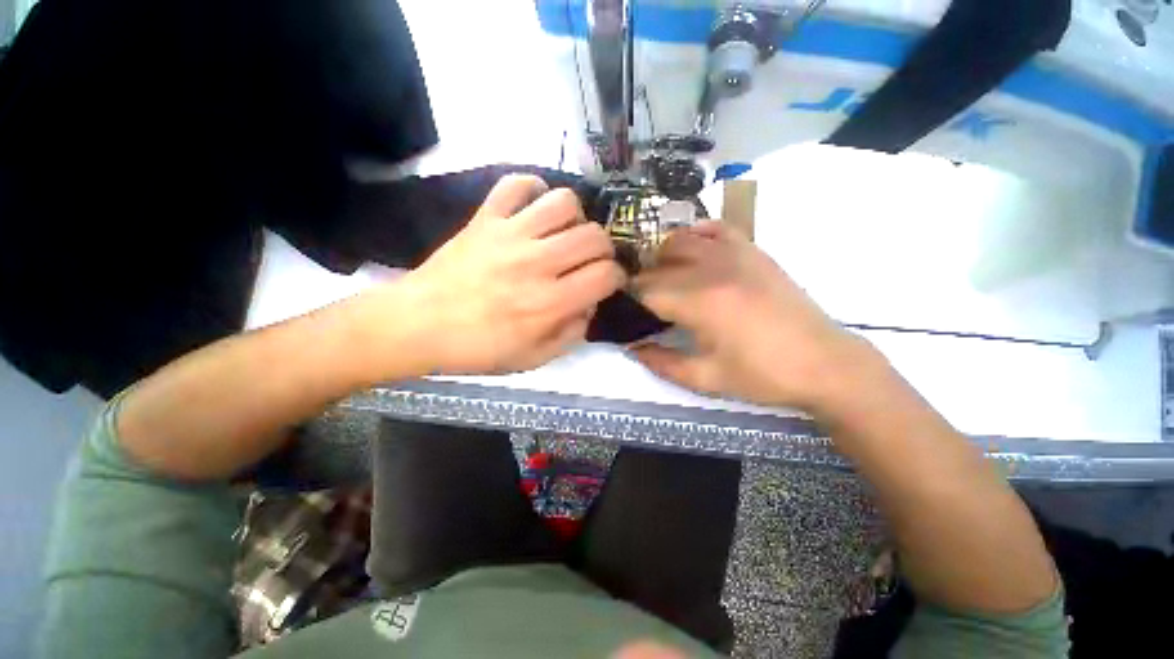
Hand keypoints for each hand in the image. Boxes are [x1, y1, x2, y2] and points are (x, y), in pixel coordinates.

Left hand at [396, 174, 624, 374]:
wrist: (416, 326)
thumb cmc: (477, 349)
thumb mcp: (533, 359)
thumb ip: (571, 334)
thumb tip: (589, 305)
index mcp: (549, 303)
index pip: (606, 275)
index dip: (616, 277)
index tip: (608, 282)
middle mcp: (536, 263)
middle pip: (594, 236)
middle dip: (603, 249)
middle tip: (591, 260)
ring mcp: (509, 235)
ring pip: (563, 202)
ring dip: (575, 218)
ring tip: (564, 233)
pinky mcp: (485, 219)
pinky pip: (516, 185)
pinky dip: (533, 189)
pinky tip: (534, 208)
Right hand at [630, 221, 868, 411]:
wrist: (824, 364)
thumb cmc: (763, 376)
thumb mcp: (705, 379)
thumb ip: (661, 362)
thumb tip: (632, 348)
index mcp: (700, 303)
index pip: (646, 289)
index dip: (628, 299)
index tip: (622, 310)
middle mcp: (712, 269)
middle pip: (658, 264)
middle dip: (642, 281)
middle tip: (641, 303)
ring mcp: (735, 255)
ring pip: (681, 239)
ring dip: (662, 257)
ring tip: (663, 279)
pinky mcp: (754, 252)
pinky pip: (716, 229)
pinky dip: (697, 235)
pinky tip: (693, 252)